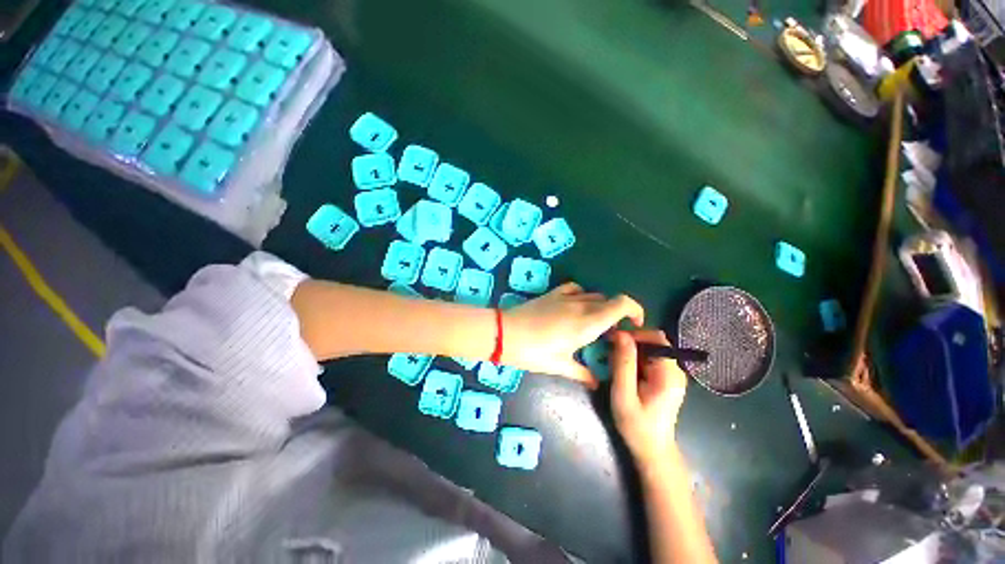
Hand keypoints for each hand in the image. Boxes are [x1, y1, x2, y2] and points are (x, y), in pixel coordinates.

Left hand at [501, 283, 643, 387]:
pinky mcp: (553, 294)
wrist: (505, 333)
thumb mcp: (559, 366)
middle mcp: (581, 305)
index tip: (634, 325)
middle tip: (609, 334)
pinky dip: (582, 295)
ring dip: (600, 307)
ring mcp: (566, 297)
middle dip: (616, 315)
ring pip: (594, 295)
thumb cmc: (533, 352)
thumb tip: (596, 383)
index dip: (635, 310)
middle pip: (609, 301)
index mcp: (588, 323)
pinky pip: (575, 288)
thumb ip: (582, 374)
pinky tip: (576, 306)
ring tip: (592, 323)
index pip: (622, 304)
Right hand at [610, 329, 687, 469]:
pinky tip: (621, 370)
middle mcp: (675, 371)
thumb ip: (623, 364)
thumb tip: (621, 334)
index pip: (657, 339)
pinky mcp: (664, 379)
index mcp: (669, 374)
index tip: (614, 339)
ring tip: (612, 360)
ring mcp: (671, 375)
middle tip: (609, 349)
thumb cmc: (637, 425)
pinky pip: (648, 359)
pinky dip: (633, 359)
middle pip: (653, 343)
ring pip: (649, 350)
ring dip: (630, 351)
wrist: (652, 450)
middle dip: (630, 342)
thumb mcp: (624, 394)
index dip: (635, 334)